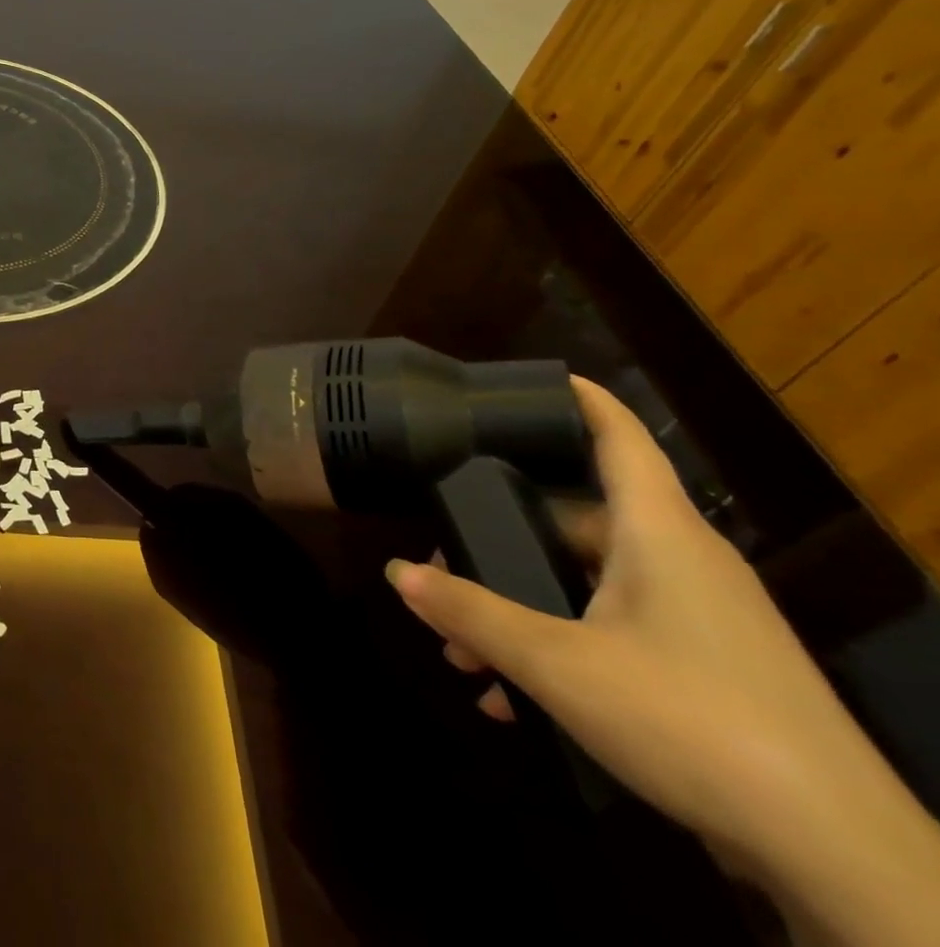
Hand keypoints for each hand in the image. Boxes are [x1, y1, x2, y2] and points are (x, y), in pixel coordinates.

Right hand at [385, 379, 939, 942]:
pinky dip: (562, 652)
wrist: (843, 861)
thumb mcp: (556, 663)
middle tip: (442, 566)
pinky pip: (614, 634)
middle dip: (500, 544)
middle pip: (575, 521)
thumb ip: (470, 612)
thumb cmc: (691, 721)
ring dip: (522, 611)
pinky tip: (518, 700)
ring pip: (586, 587)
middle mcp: (683, 563)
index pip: (619, 439)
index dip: (579, 400)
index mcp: (658, 534)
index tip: (536, 378)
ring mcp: (702, 621)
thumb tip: (396, 572)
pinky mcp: (711, 673)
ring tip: (466, 654)